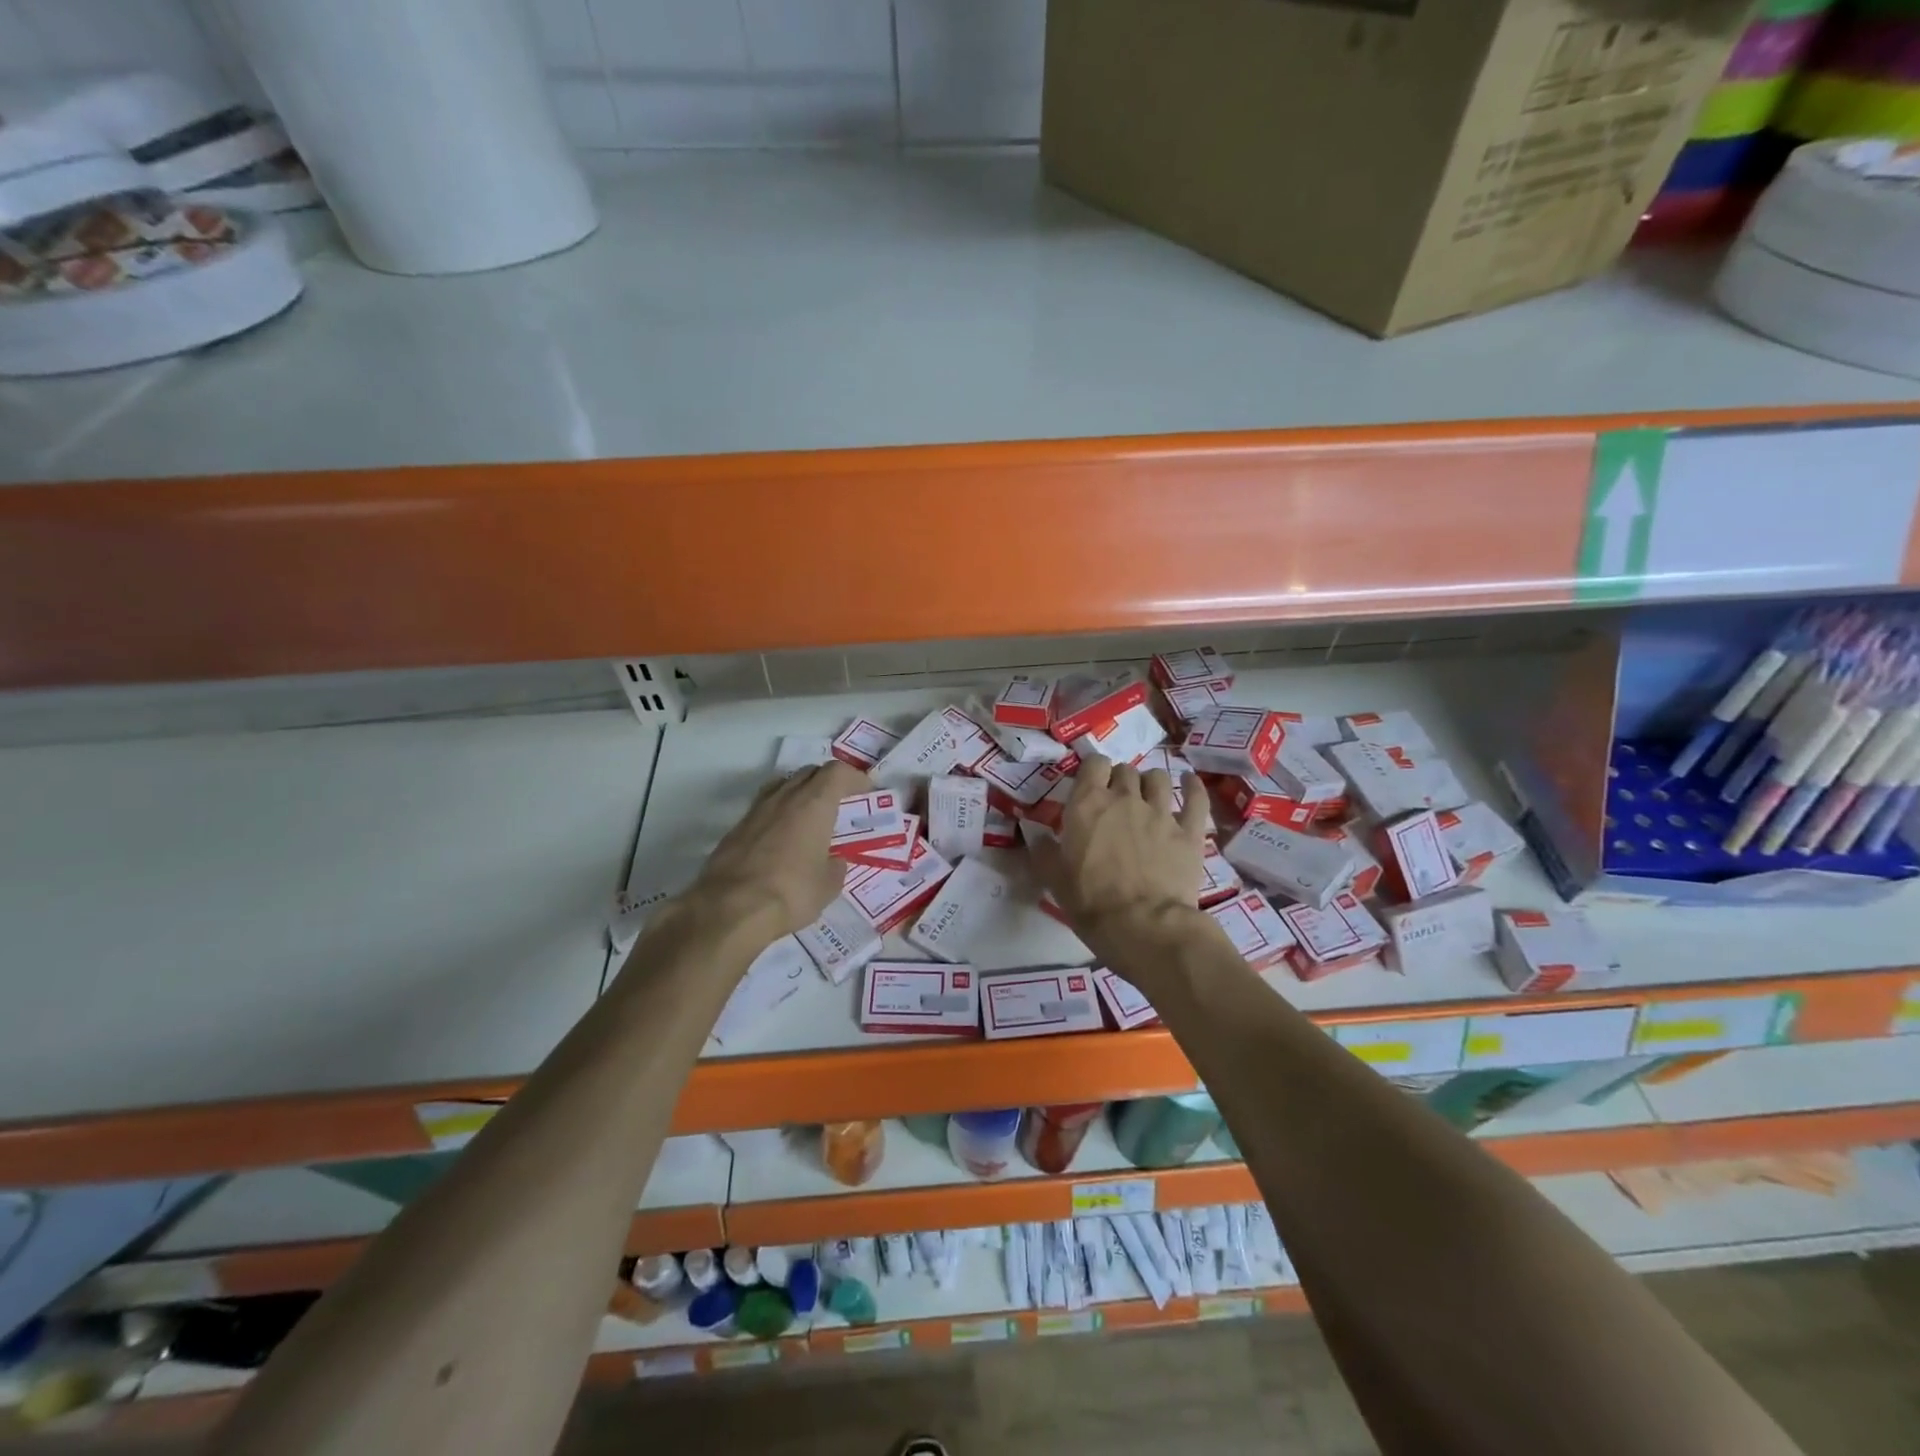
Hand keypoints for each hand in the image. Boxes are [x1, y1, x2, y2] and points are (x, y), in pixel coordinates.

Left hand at [692, 761, 869, 937]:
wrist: (729, 909)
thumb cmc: (791, 892)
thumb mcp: (828, 886)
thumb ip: (835, 867)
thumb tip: (833, 861)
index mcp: (814, 804)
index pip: (837, 772)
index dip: (853, 777)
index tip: (864, 790)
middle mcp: (784, 798)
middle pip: (809, 772)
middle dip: (827, 781)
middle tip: (838, 801)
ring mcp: (755, 811)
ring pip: (782, 786)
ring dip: (799, 793)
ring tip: (808, 816)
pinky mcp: (735, 829)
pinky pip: (763, 809)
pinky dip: (777, 814)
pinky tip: (781, 838)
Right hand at [1030, 754, 1207, 938]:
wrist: (1144, 927)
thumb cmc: (1091, 902)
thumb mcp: (1054, 879)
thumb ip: (1043, 850)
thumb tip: (1034, 833)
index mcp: (1088, 803)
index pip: (1093, 764)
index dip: (1093, 771)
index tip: (1090, 786)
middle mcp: (1126, 798)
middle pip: (1125, 770)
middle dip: (1120, 780)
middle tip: (1116, 801)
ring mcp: (1161, 812)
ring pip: (1159, 778)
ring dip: (1150, 783)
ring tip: (1148, 797)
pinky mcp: (1189, 831)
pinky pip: (1196, 798)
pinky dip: (1192, 787)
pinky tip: (1189, 782)